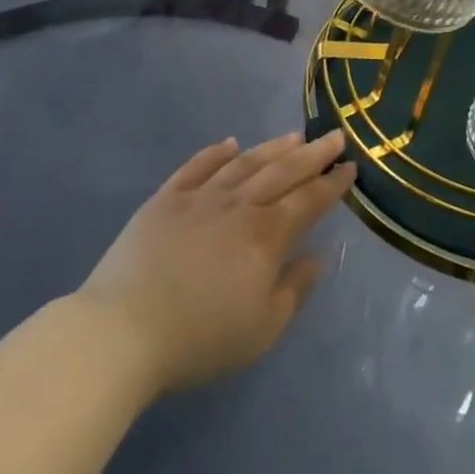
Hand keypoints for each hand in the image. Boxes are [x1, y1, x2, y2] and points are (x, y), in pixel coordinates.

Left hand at [76, 130, 354, 396]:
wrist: (125, 328)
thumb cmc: (200, 338)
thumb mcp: (261, 329)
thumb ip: (293, 290)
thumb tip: (316, 257)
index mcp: (265, 235)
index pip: (308, 201)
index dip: (332, 183)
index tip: (350, 166)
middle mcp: (238, 205)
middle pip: (282, 171)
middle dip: (312, 154)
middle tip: (334, 136)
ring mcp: (200, 196)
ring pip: (244, 163)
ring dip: (272, 148)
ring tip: (293, 136)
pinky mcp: (166, 198)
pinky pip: (197, 166)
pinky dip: (216, 152)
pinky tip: (230, 143)